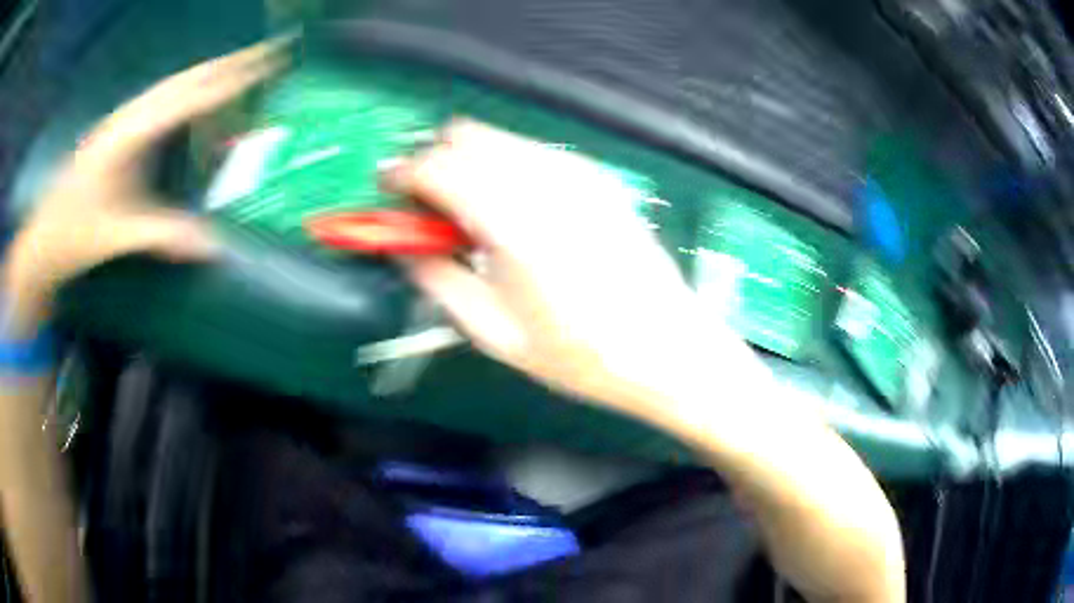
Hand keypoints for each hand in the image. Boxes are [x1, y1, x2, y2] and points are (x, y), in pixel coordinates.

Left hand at [3, 40, 286, 331]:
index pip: (186, 100)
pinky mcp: (117, 131)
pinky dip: (185, 90)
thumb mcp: (116, 236)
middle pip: (183, 80)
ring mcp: (120, 121)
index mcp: (127, 135)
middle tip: (267, 52)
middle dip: (226, 64)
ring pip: (171, 85)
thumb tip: (216, 247)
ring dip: (207, 72)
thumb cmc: (73, 236)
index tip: (265, 67)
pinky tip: (195, 94)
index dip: (227, 83)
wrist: (40, 240)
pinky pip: (159, 100)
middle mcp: (127, 117)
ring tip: (241, 64)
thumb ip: (164, 235)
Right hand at [391, 122, 748, 418]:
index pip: (438, 166)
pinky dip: (507, 166)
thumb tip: (404, 245)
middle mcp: (546, 183)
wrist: (668, 349)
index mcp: (514, 225)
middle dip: (435, 160)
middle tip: (428, 205)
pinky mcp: (598, 179)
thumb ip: (438, 279)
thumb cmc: (582, 356)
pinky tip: (514, 208)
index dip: (403, 174)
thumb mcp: (495, 335)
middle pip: (467, 135)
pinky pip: (534, 151)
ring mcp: (579, 175)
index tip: (390, 190)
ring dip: (470, 161)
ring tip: (470, 212)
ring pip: (500, 137)